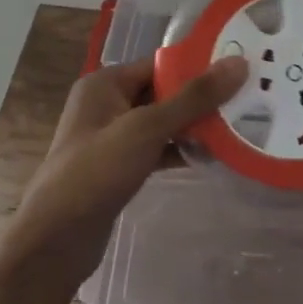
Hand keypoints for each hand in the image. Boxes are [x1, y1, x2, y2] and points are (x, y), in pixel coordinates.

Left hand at [6, 55, 247, 290]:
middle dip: (201, 99)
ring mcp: (112, 138)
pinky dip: (180, 151)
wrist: (55, 240)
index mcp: (105, 84)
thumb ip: (194, 97)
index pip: (160, 64)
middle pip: (163, 92)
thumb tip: (238, 63)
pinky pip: (157, 149)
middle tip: (247, 100)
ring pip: (162, 123)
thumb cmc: (97, 172)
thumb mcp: (148, 128)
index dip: (198, 67)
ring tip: (238, 127)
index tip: (240, 70)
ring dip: (194, 127)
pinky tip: (212, 157)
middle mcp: (106, 104)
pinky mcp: (119, 167)